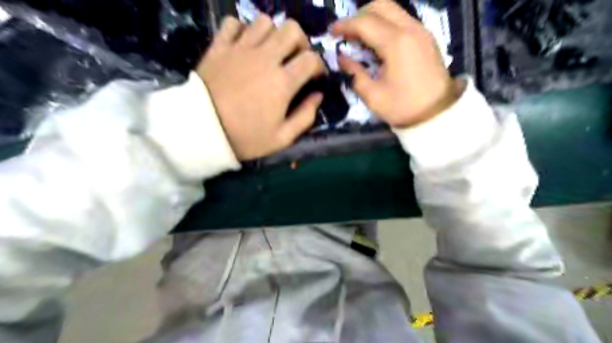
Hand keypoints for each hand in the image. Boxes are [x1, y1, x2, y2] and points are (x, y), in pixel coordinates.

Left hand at [200, 17, 324, 160]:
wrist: (201, 131)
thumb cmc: (245, 137)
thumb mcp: (282, 138)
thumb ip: (305, 117)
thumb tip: (317, 96)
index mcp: (282, 82)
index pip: (311, 59)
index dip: (318, 65)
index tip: (314, 76)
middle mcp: (265, 58)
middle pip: (291, 29)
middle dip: (301, 42)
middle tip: (295, 58)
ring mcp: (240, 49)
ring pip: (265, 21)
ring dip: (273, 34)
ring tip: (271, 51)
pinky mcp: (219, 47)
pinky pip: (234, 23)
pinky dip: (243, 30)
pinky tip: (244, 46)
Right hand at [332, 0, 460, 127]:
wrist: (436, 114)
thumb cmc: (403, 107)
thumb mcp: (373, 96)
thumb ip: (355, 73)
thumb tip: (342, 58)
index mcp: (396, 43)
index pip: (365, 23)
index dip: (345, 25)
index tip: (331, 32)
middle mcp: (410, 29)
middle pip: (381, 5)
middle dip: (359, 15)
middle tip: (347, 32)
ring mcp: (421, 30)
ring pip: (393, 9)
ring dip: (373, 17)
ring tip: (360, 36)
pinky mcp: (426, 37)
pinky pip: (402, 19)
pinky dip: (385, 23)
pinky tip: (377, 41)